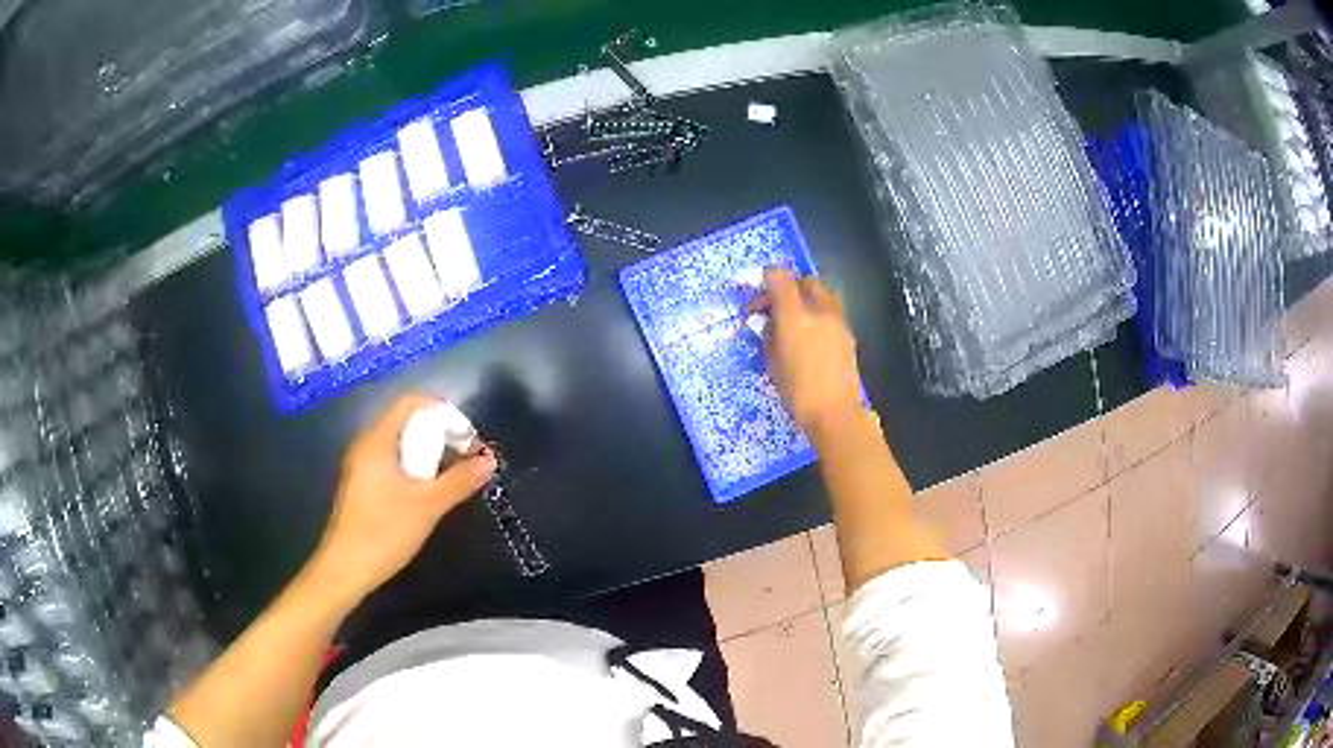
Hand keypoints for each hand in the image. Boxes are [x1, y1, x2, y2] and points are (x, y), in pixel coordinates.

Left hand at [309, 393, 496, 602]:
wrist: (347, 569)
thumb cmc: (384, 532)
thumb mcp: (427, 506)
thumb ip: (459, 481)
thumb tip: (488, 460)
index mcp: (377, 441)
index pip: (410, 402)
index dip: (441, 410)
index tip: (467, 435)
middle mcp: (367, 445)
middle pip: (407, 421)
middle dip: (440, 433)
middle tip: (467, 456)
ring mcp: (363, 466)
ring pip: (401, 444)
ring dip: (429, 453)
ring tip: (454, 475)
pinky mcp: (364, 486)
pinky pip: (393, 462)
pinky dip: (415, 468)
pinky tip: (430, 492)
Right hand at [752, 269, 864, 438]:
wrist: (835, 412)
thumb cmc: (797, 392)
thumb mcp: (772, 362)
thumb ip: (769, 334)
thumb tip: (768, 321)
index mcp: (795, 316)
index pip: (780, 277)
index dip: (766, 279)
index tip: (758, 299)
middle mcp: (819, 309)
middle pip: (804, 280)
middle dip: (788, 287)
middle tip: (775, 310)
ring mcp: (837, 319)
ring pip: (823, 291)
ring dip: (807, 296)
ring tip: (797, 318)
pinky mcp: (848, 331)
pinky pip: (832, 308)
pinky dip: (820, 311)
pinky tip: (812, 333)